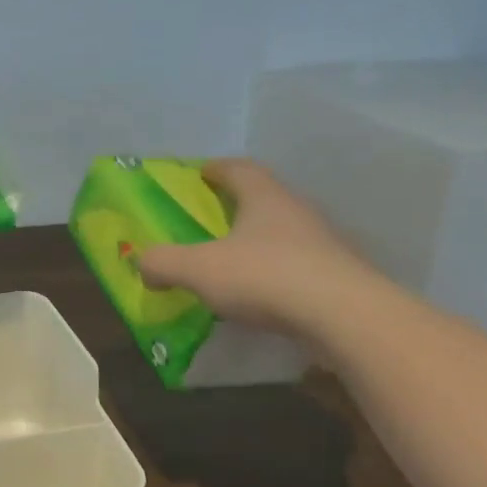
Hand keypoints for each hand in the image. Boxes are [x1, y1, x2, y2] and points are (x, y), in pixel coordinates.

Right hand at [135, 159, 380, 341]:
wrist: (345, 317)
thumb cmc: (265, 277)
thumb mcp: (198, 270)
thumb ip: (163, 263)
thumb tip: (142, 263)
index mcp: (265, 198)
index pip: (240, 169)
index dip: (217, 169)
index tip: (201, 173)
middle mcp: (298, 212)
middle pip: (265, 199)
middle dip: (238, 206)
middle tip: (213, 220)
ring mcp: (324, 244)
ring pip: (285, 233)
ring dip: (260, 242)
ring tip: (236, 262)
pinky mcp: (339, 277)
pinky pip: (300, 266)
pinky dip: (278, 273)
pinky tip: (264, 296)